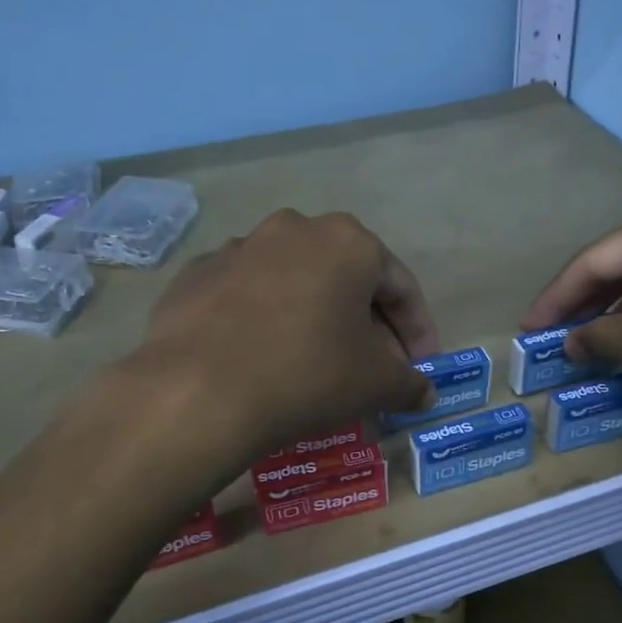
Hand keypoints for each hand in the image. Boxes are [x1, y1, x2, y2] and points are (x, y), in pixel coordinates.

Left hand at [141, 209, 439, 455]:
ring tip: (317, 362)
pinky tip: (263, 357)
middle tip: (374, 367)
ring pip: (295, 283)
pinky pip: (247, 296)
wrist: (198, 391)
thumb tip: (424, 393)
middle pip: (347, 279)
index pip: (400, 286)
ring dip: (315, 317)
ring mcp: (238, 248)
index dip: (418, 330)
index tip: (421, 366)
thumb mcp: (376, 383)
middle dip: (368, 323)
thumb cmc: (308, 373)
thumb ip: (409, 382)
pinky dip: (265, 320)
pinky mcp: (196, 274)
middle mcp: (294, 229)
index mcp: (348, 241)